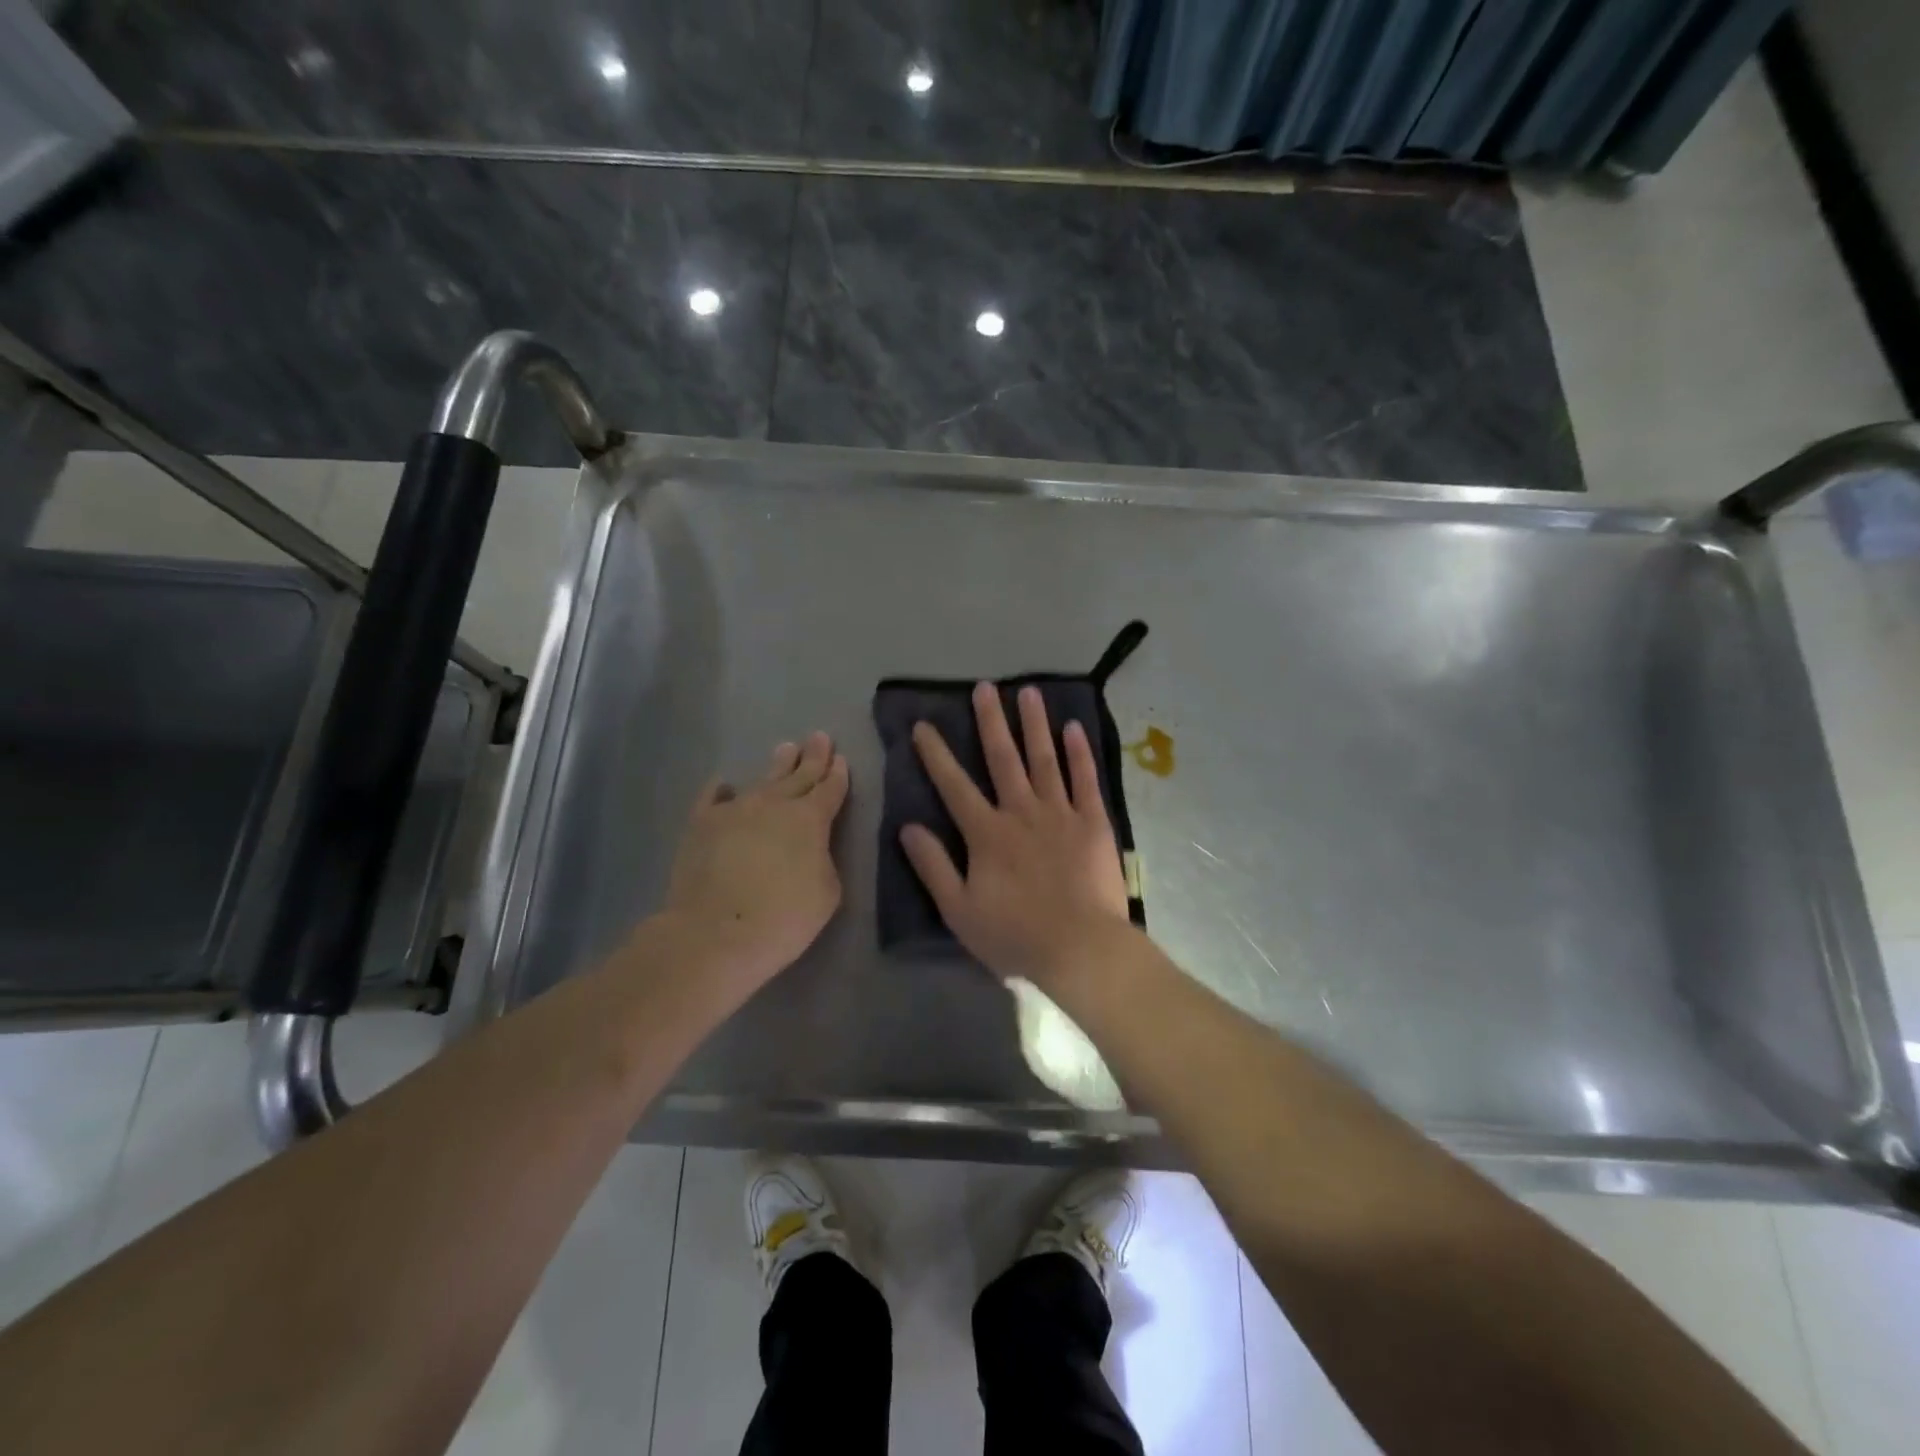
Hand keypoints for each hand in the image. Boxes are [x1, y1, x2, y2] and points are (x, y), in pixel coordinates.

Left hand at [663, 732, 849, 991]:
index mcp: (811, 820)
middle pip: (799, 776)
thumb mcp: (827, 892)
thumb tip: (809, 849)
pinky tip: (724, 783)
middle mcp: (775, 804)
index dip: (838, 775)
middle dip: (813, 757)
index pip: (830, 790)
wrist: (716, 933)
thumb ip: (823, 860)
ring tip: (785, 748)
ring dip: (777, 765)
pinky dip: (720, 790)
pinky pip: (712, 798)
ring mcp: (735, 810)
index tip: (841, 759)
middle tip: (819, 737)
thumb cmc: (783, 918)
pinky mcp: (702, 824)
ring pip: (761, 780)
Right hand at [901, 683, 1132, 988]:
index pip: (954, 786)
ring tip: (1027, 692)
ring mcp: (1060, 813)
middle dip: (990, 721)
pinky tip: (1072, 728)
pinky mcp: (1093, 822)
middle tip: (984, 687)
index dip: (936, 755)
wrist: (1081, 948)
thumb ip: (933, 866)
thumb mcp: (959, 910)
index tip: (923, 726)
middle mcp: (1021, 812)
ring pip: (1044, 759)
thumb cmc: (1015, 936)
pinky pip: (1084, 780)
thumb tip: (908, 827)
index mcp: (987, 833)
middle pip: (1002, 759)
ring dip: (1034, 724)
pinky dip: (1078, 752)